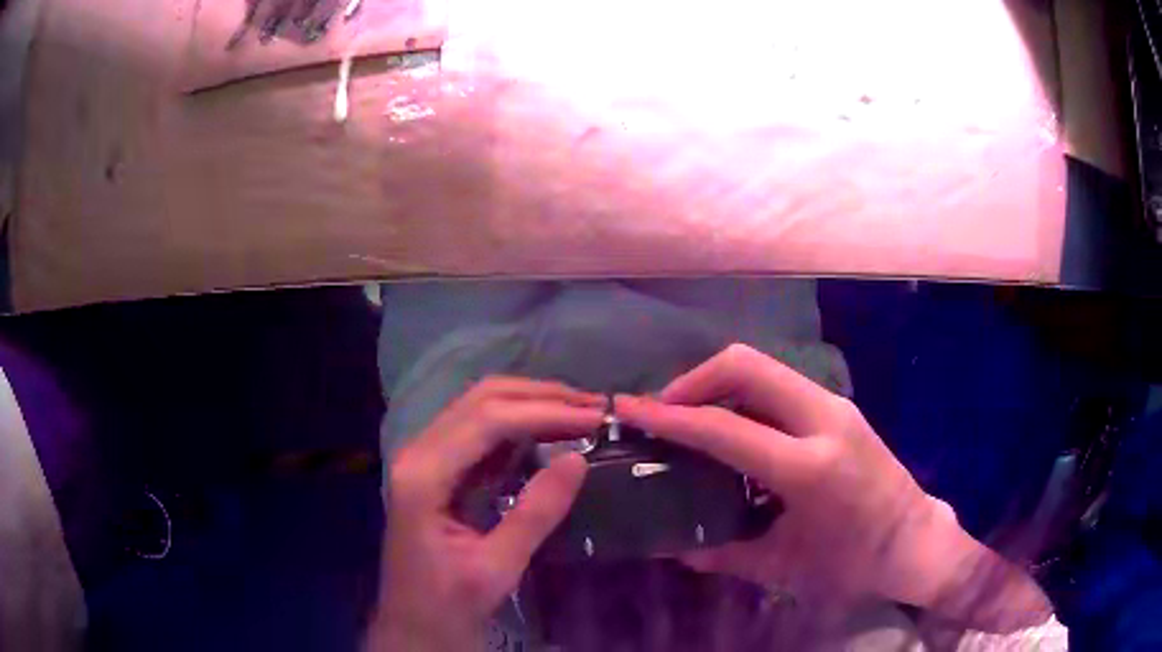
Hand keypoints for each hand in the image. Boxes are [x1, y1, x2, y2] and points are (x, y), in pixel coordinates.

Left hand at [368, 377, 604, 650]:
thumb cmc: (449, 604)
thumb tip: (579, 459)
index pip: (487, 420)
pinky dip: (518, 425)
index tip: (596, 416)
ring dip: (531, 404)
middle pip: (481, 400)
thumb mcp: (497, 568)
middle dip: (540, 396)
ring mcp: (424, 458)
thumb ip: (536, 513)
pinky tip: (549, 432)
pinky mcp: (437, 470)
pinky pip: (479, 432)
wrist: (413, 625)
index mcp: (423, 475)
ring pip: (479, 408)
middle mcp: (418, 453)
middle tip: (594, 407)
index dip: (545, 411)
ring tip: (580, 413)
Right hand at [616, 344, 1051, 631]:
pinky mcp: (839, 407)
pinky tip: (732, 425)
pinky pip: (780, 383)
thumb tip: (672, 547)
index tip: (631, 408)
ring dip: (718, 383)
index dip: (671, 416)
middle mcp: (824, 419)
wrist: (913, 540)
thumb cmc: (852, 563)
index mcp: (809, 467)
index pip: (725, 428)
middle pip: (746, 365)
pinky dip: (744, 393)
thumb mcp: (783, 567)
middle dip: (693, 379)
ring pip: (763, 367)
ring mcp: (835, 405)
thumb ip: (722, 554)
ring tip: (690, 416)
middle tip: (663, 411)